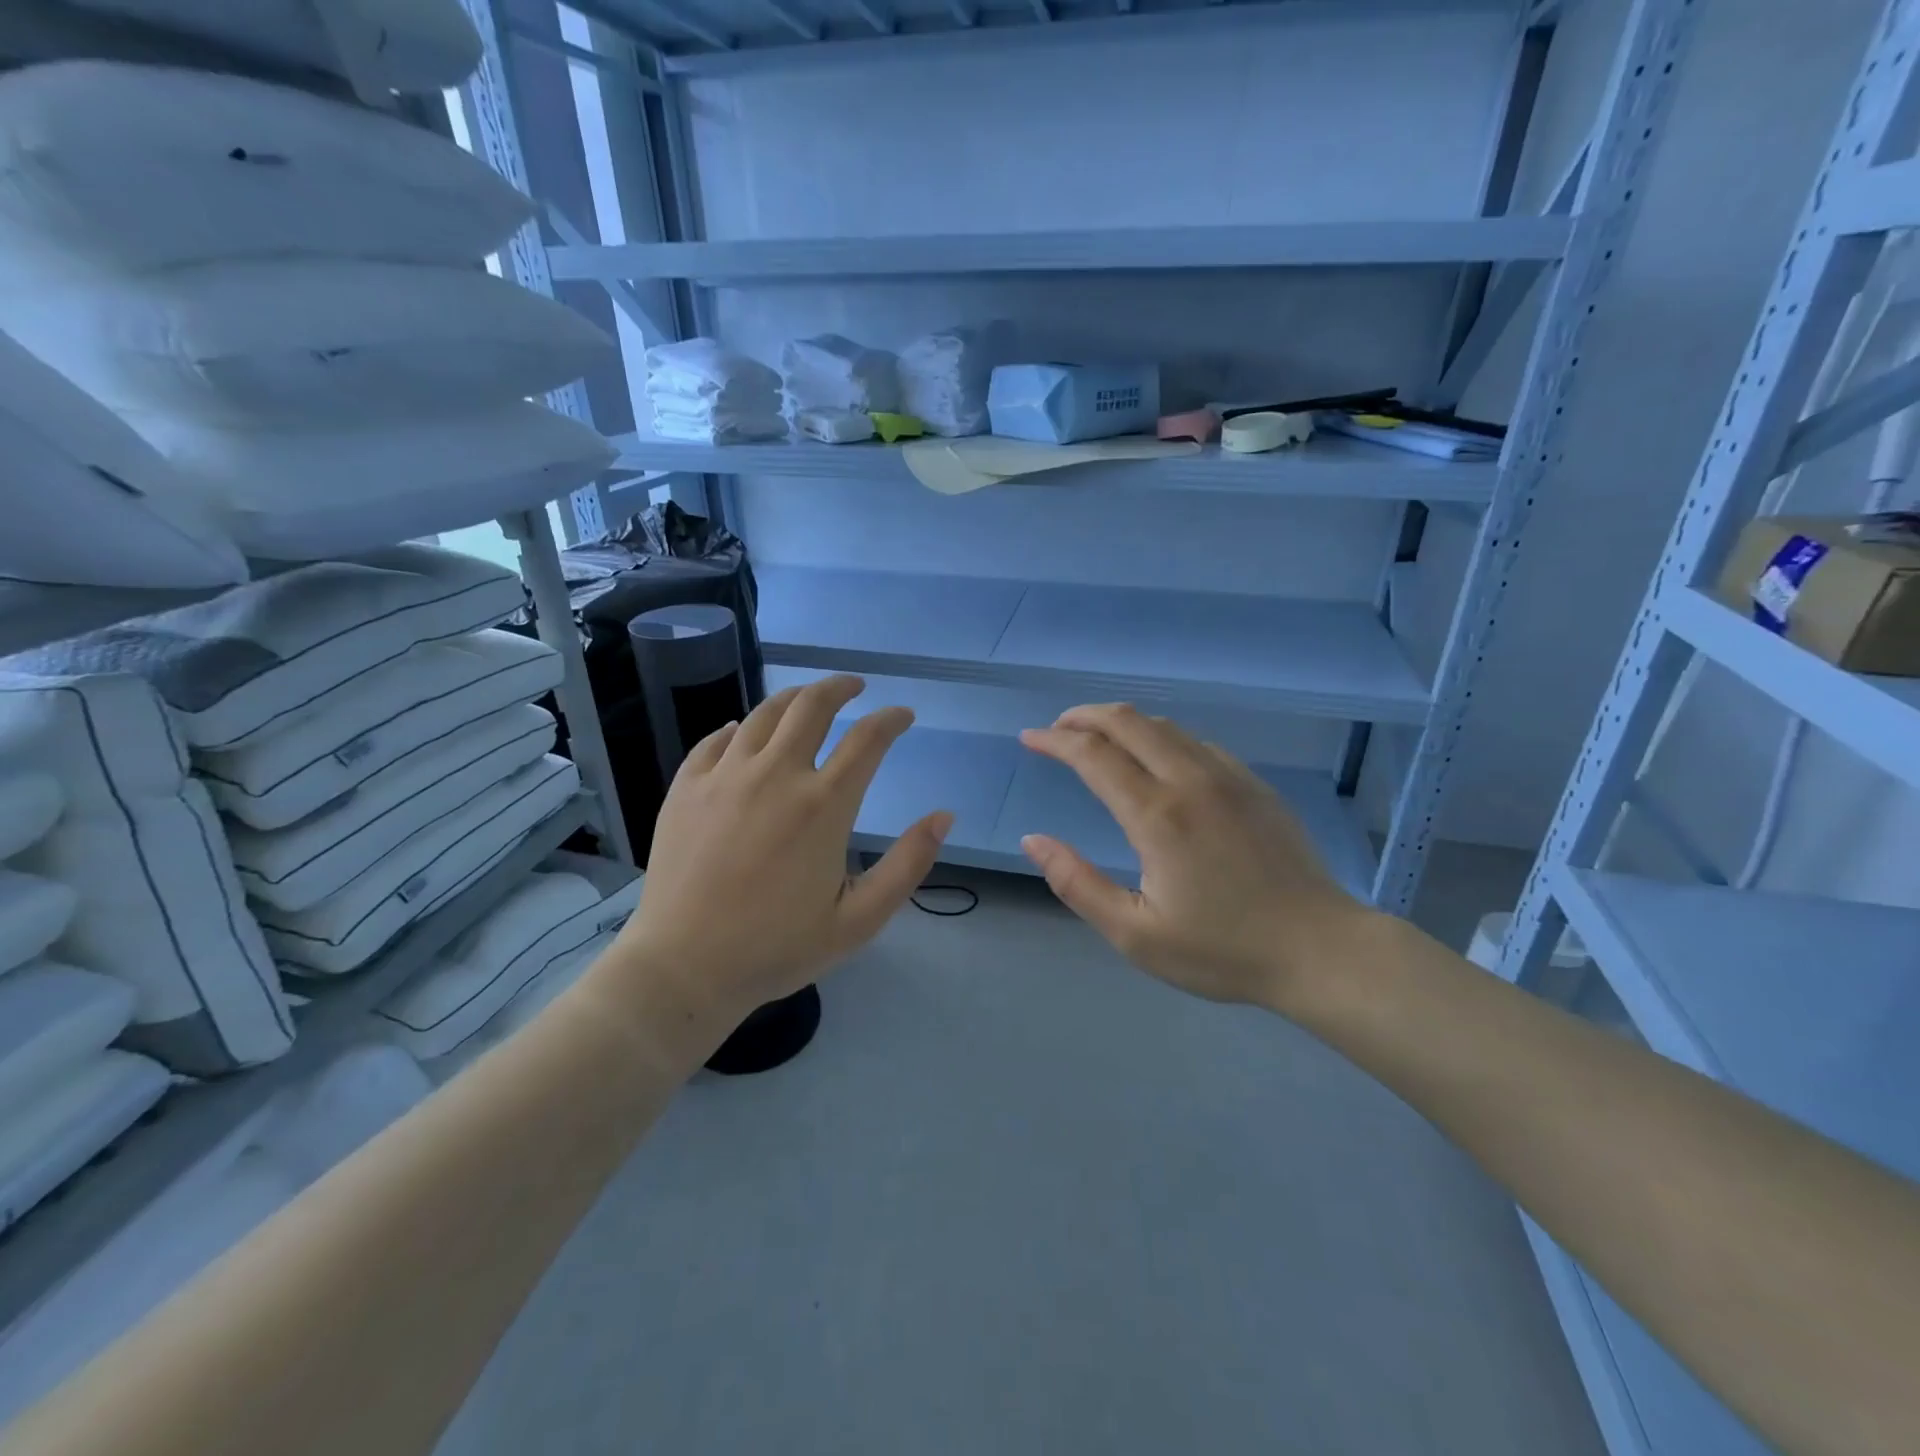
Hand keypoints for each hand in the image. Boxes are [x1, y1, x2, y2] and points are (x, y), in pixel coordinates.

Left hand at [596, 676, 951, 1043]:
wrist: (683, 968)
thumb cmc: (778, 948)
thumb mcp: (860, 919)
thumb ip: (908, 864)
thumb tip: (944, 816)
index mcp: (823, 805)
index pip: (868, 739)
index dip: (891, 719)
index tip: (903, 715)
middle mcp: (776, 775)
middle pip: (812, 706)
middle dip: (840, 687)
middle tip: (854, 687)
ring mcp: (725, 776)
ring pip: (764, 714)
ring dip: (793, 698)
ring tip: (807, 700)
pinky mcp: (686, 787)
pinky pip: (715, 740)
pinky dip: (738, 728)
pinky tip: (742, 732)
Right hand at [1019, 704, 1369, 1009]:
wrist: (1321, 950)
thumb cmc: (1222, 950)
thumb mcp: (1135, 934)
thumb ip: (1077, 884)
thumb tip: (1033, 840)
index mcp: (1157, 815)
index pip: (1092, 755)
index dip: (1054, 740)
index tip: (1029, 738)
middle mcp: (1191, 780)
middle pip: (1128, 721)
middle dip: (1084, 716)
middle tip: (1057, 729)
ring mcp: (1229, 777)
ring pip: (1165, 725)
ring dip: (1122, 723)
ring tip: (1098, 739)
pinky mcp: (1255, 785)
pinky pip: (1197, 742)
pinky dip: (1162, 737)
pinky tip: (1157, 759)